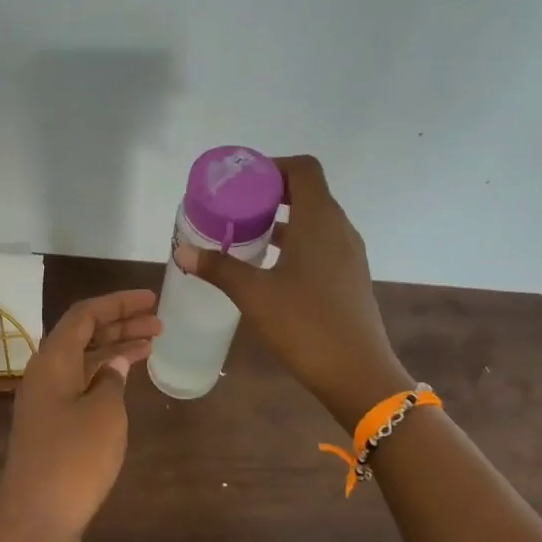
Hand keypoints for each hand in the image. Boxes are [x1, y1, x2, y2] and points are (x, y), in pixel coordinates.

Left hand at [0, 289, 160, 541]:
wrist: (35, 521)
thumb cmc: (73, 460)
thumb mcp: (104, 414)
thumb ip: (112, 380)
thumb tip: (115, 364)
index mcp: (52, 361)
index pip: (84, 315)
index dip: (118, 303)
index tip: (152, 299)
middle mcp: (44, 375)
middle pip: (83, 336)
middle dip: (120, 324)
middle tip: (160, 322)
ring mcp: (45, 403)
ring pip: (83, 362)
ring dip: (115, 350)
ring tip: (152, 345)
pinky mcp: (51, 427)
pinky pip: (81, 386)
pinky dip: (106, 377)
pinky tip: (127, 382)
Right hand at [174, 155, 410, 428]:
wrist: (357, 374)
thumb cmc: (306, 325)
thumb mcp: (255, 295)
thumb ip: (219, 268)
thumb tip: (183, 251)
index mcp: (320, 221)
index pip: (304, 169)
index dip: (273, 167)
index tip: (242, 182)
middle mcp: (340, 230)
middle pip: (309, 192)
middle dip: (271, 194)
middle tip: (234, 209)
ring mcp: (349, 255)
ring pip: (316, 220)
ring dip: (283, 220)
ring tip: (245, 236)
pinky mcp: (350, 278)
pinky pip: (322, 244)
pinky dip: (296, 243)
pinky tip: (270, 267)